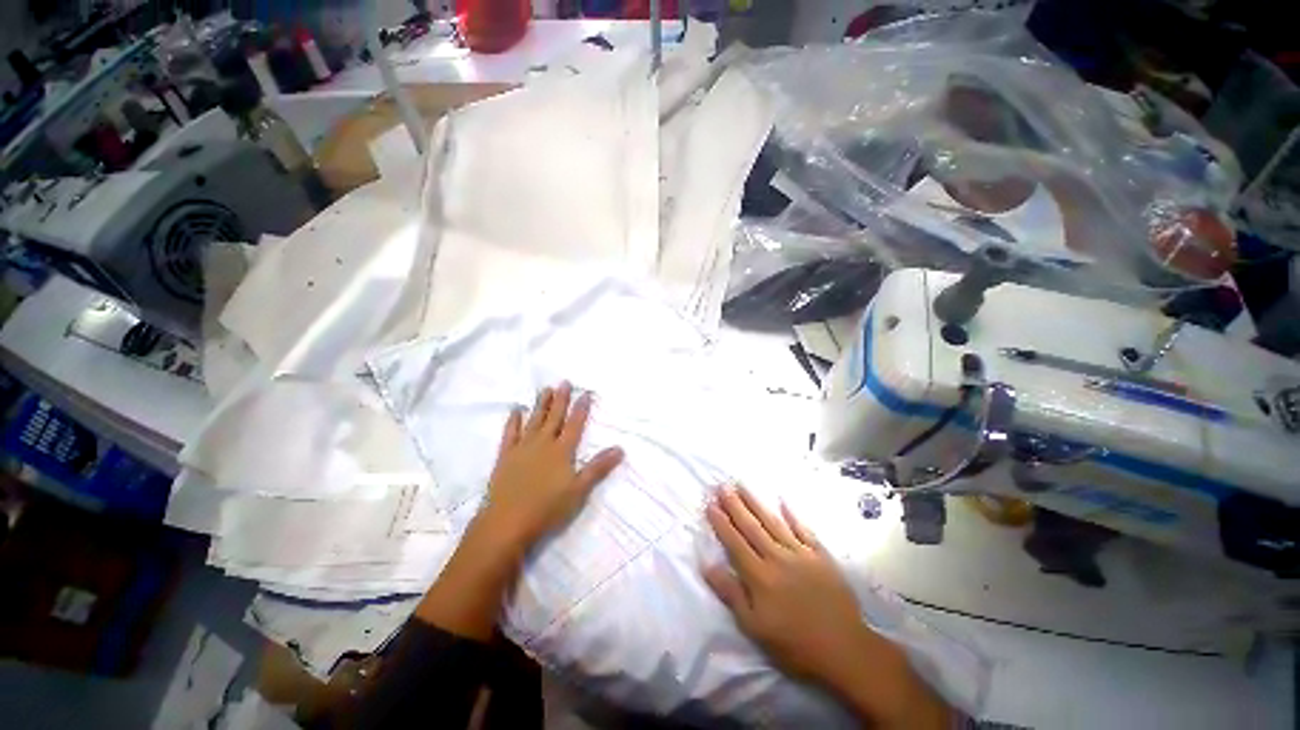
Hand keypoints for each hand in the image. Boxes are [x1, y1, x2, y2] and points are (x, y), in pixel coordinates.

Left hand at [476, 381, 624, 549]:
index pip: (574, 424)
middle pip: (554, 417)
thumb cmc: (547, 508)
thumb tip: (620, 448)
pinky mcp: (505, 456)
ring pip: (534, 420)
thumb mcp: (579, 490)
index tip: (585, 393)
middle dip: (560, 399)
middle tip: (564, 382)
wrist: (506, 522)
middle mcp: (543, 443)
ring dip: (540, 404)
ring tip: (545, 389)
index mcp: (562, 451)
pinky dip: (513, 421)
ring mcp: (522, 448)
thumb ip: (598, 467)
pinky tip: (516, 410)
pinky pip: (510, 433)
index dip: (581, 408)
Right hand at [703, 485, 876, 682]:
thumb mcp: (755, 627)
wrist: (845, 649)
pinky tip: (783, 500)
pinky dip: (792, 514)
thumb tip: (707, 565)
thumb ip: (731, 594)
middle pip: (751, 526)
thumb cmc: (795, 644)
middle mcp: (777, 557)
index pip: (735, 542)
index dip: (721, 523)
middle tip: (722, 486)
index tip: (710, 504)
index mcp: (759, 575)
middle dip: (735, 505)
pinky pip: (803, 529)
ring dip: (756, 503)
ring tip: (742, 485)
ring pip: (773, 522)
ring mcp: (800, 553)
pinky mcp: (820, 555)